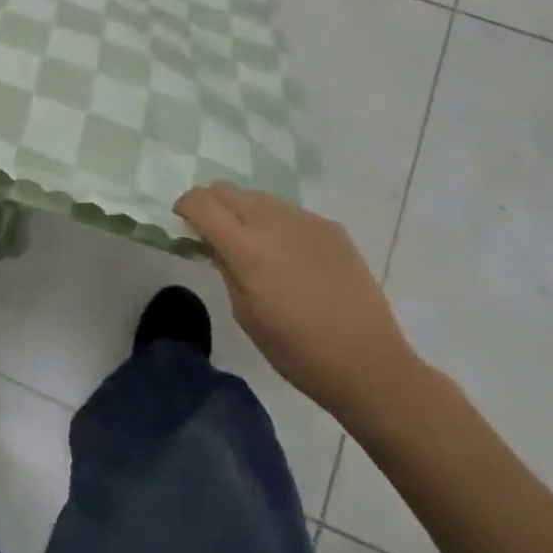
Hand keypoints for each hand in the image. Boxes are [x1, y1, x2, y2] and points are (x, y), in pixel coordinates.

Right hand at [176, 182, 428, 430]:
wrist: (369, 363)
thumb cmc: (297, 351)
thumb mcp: (245, 314)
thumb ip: (224, 267)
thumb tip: (213, 241)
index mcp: (246, 248)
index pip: (201, 202)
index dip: (185, 206)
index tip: (184, 222)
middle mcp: (272, 222)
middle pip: (226, 189)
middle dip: (212, 204)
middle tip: (215, 233)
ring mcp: (304, 220)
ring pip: (258, 197)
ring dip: (246, 213)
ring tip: (257, 247)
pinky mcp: (330, 227)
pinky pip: (290, 213)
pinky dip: (278, 225)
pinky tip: (293, 260)